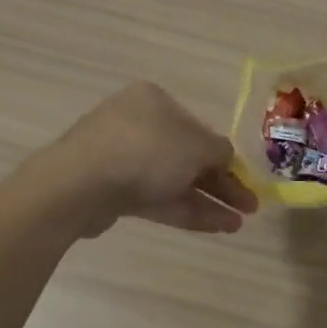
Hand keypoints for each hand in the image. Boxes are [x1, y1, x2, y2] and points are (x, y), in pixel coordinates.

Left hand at [53, 82, 256, 235]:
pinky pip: (156, 198)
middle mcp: (137, 124)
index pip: (198, 128)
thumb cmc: (145, 151)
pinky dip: (184, 210)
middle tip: (248, 207)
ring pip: (173, 180)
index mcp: (154, 101)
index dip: (225, 156)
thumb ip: (219, 152)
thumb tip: (226, 158)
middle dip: (219, 183)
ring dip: (206, 201)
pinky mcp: (112, 191)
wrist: (78, 186)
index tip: (246, 180)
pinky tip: (214, 227)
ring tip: (237, 225)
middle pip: (187, 156)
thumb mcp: (196, 146)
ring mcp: (121, 158)